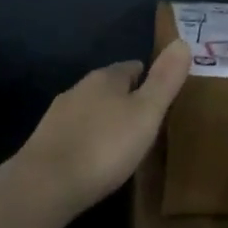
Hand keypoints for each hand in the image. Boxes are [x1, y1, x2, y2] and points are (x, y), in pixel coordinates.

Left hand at [16, 41, 191, 217]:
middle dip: (126, 100)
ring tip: (122, 143)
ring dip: (105, 121)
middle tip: (146, 122)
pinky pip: (74, 133)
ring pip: (90, 110)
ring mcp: (58, 115)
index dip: (149, 79)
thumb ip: (165, 80)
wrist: (44, 186)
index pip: (132, 67)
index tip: (161, 96)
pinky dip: (87, 141)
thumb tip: (183, 41)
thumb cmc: (104, 147)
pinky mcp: (44, 143)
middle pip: (109, 87)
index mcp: (106, 77)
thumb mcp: (146, 113)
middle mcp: (80, 88)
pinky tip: (93, 161)